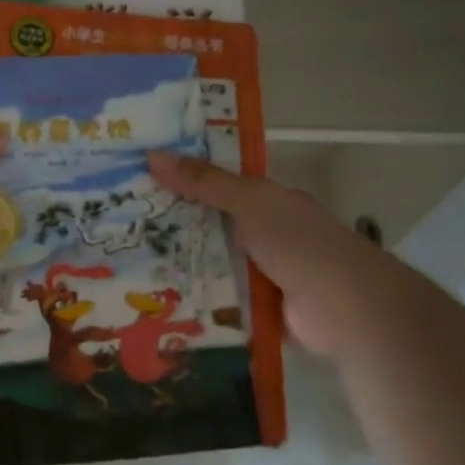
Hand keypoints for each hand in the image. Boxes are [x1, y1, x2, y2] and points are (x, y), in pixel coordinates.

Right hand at [148, 151, 374, 360]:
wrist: (342, 306)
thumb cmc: (296, 241)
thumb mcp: (247, 201)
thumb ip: (204, 182)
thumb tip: (152, 154)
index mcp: (269, 203)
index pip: (221, 186)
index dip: (185, 181)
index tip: (142, 181)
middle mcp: (267, 235)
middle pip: (213, 227)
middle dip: (175, 227)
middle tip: (122, 225)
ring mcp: (263, 274)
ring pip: (213, 265)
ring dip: (182, 267)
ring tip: (127, 265)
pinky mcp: (257, 310)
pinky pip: (220, 300)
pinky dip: (197, 301)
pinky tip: (159, 301)